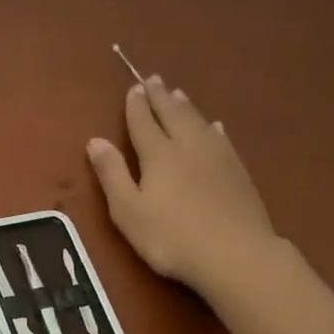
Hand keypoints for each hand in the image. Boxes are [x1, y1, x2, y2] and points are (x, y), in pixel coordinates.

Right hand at [87, 76, 278, 289]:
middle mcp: (188, 146)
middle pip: (173, 115)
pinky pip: (222, 139)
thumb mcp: (128, 210)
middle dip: (161, 97)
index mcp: (158, 155)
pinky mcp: (238, 172)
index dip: (136, 105)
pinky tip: (215, 127)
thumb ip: (112, 174)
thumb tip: (95, 140)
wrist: (235, 253)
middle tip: (154, 79)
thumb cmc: (171, 237)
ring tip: (179, 93)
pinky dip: (213, 128)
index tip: (134, 88)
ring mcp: (218, 157)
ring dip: (186, 107)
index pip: (143, 122)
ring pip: (199, 122)